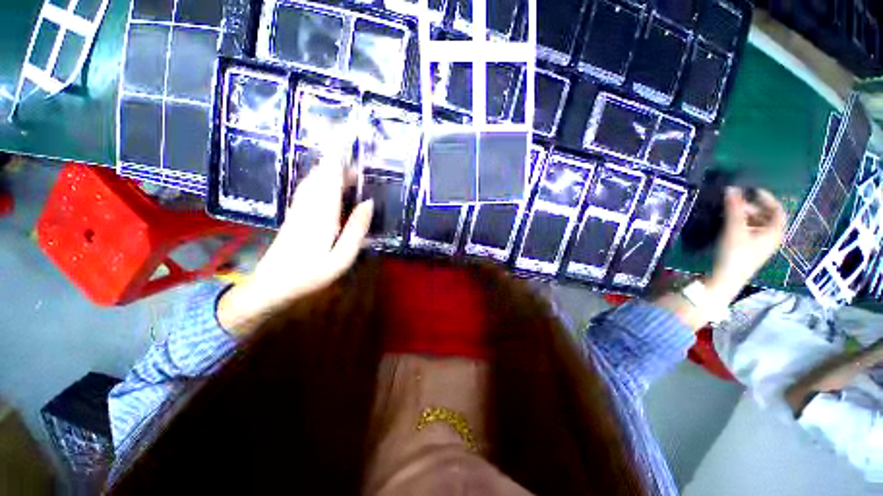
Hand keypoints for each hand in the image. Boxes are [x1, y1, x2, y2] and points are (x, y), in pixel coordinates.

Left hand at [217, 163, 373, 334]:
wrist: (270, 287)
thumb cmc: (310, 275)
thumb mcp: (341, 258)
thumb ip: (356, 230)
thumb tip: (369, 202)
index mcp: (321, 213)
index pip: (330, 175)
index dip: (340, 155)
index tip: (350, 138)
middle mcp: (308, 204)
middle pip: (321, 172)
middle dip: (336, 157)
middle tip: (356, 150)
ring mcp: (299, 208)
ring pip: (313, 178)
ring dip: (329, 166)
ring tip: (347, 162)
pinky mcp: (295, 214)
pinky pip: (308, 188)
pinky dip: (320, 178)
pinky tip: (328, 180)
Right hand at [706, 187, 785, 304]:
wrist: (726, 278)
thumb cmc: (735, 253)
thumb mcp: (734, 229)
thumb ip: (734, 208)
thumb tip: (731, 188)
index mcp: (774, 232)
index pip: (777, 210)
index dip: (767, 198)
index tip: (752, 190)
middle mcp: (772, 238)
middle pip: (767, 217)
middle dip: (752, 207)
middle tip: (735, 202)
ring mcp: (761, 246)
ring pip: (757, 224)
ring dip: (745, 216)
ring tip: (730, 213)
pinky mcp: (750, 251)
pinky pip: (750, 232)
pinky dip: (742, 224)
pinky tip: (730, 225)